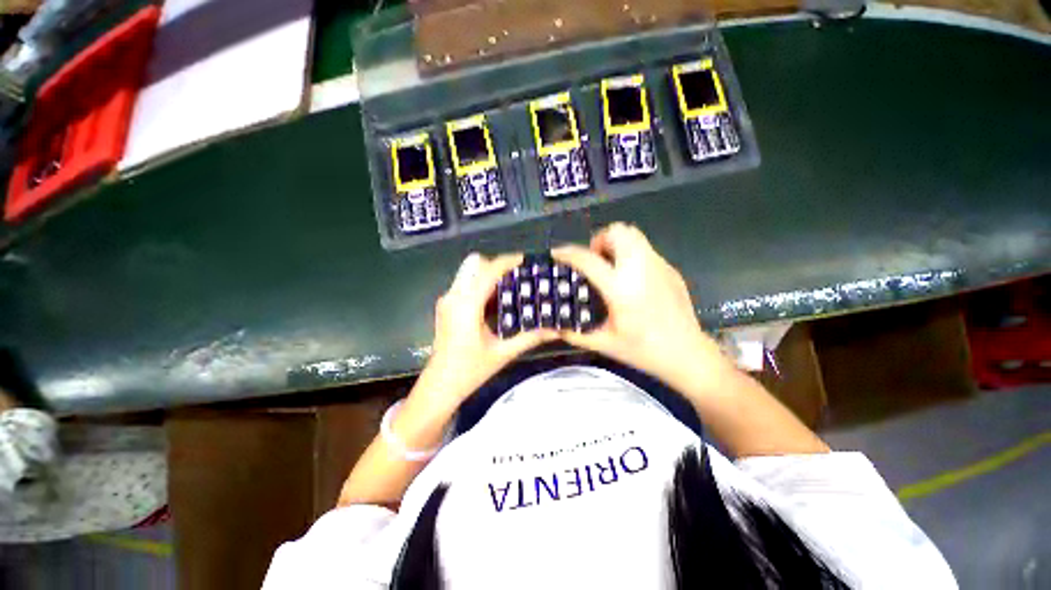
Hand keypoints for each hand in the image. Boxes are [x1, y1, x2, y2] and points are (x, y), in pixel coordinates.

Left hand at [421, 252, 556, 407]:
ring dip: (489, 273)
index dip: (509, 261)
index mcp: (466, 305)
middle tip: (519, 277)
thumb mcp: (503, 354)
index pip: (489, 271)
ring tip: (512, 286)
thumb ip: (530, 338)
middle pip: (476, 263)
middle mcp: (454, 296)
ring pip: (469, 271)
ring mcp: (447, 299)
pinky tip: (496, 300)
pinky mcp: (446, 305)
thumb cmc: (469, 371)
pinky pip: (465, 283)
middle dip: (498, 265)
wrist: (440, 386)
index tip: (528, 261)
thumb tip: (555, 329)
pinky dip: (482, 283)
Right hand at [552, 223, 732, 388]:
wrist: (688, 354)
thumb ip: (576, 334)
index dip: (567, 254)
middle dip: (600, 240)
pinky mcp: (670, 269)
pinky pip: (645, 249)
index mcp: (621, 288)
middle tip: (595, 261)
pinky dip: (632, 255)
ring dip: (616, 244)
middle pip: (618, 232)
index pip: (588, 260)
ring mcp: (659, 266)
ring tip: (611, 267)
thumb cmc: (644, 351)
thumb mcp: (604, 344)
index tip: (557, 254)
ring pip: (634, 235)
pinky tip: (632, 280)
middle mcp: (641, 269)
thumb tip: (555, 327)